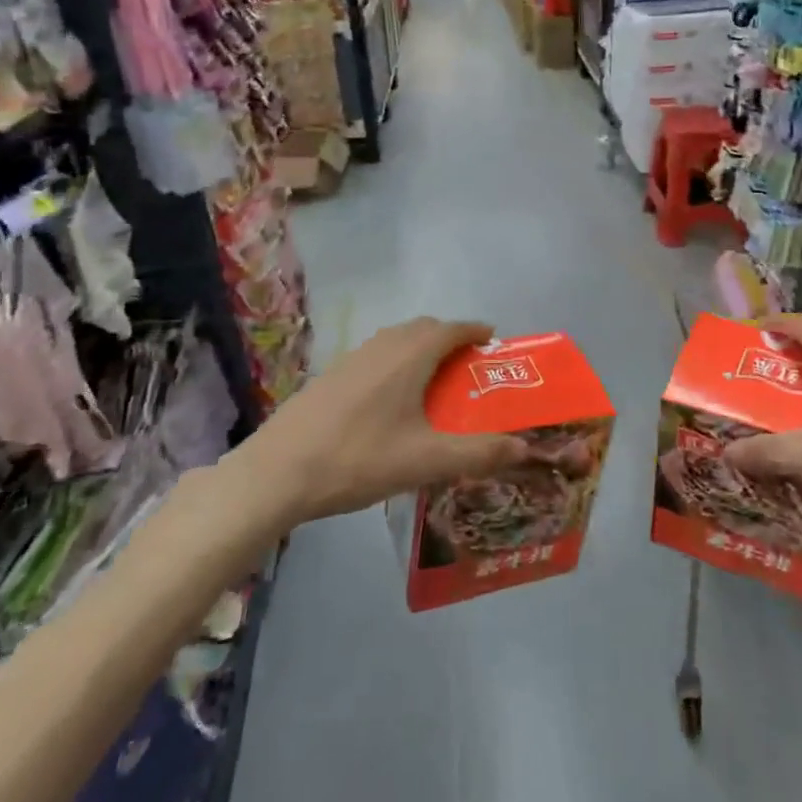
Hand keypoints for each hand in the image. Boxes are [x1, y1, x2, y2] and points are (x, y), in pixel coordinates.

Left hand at [245, 317, 524, 523]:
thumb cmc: (359, 459)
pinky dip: (395, 362)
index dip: (475, 330)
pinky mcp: (329, 376)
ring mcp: (351, 359)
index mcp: (409, 356)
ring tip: (433, 381)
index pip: (451, 328)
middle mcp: (382, 347)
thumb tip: (524, 446)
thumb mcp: (426, 461)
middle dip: (449, 338)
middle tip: (467, 366)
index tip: (493, 339)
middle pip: (423, 328)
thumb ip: (479, 453)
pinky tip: (390, 400)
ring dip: (419, 349)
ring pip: (395, 340)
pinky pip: (374, 356)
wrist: (276, 472)